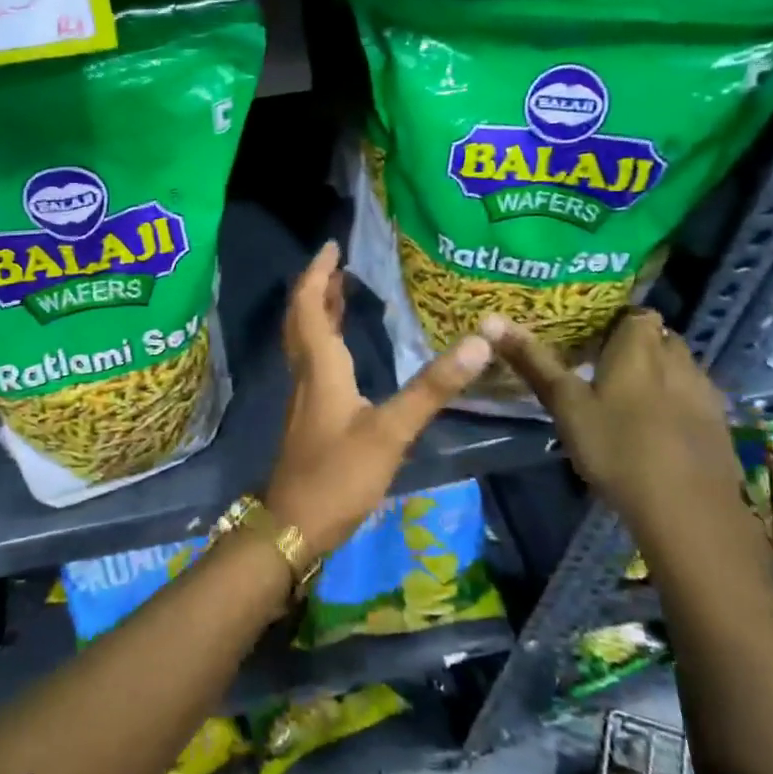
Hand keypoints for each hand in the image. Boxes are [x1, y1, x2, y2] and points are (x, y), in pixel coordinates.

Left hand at [266, 241, 495, 555]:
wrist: (294, 526)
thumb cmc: (338, 475)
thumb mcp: (391, 431)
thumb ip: (432, 387)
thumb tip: (478, 341)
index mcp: (321, 366)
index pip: (311, 305)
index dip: (318, 273)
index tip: (332, 246)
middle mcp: (307, 373)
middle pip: (302, 318)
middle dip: (317, 287)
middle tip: (338, 264)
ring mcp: (305, 397)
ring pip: (305, 340)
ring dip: (319, 312)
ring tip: (341, 292)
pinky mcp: (310, 417)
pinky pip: (313, 361)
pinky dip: (325, 340)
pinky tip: (344, 351)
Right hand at [485, 308, 738, 525]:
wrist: (689, 511)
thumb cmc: (618, 448)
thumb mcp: (566, 405)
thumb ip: (533, 362)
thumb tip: (490, 319)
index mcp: (640, 346)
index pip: (635, 312)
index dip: (615, 321)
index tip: (589, 339)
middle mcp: (679, 359)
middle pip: (658, 338)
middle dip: (635, 347)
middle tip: (600, 368)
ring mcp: (705, 393)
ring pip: (678, 369)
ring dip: (657, 376)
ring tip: (625, 400)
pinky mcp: (719, 426)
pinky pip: (693, 400)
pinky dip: (675, 405)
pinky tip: (655, 431)